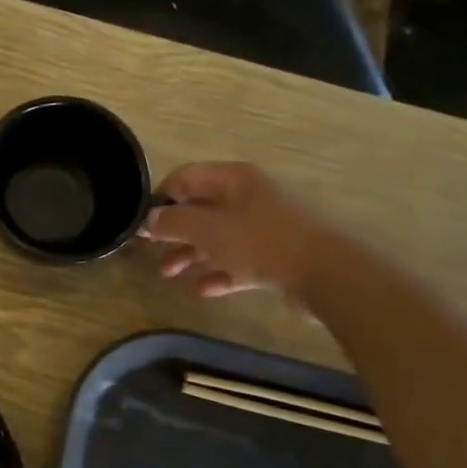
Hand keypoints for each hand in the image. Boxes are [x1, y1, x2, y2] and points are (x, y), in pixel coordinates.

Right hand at [139, 161, 331, 300]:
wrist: (326, 272)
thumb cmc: (260, 241)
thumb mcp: (207, 229)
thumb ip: (172, 222)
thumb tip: (149, 219)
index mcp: (232, 179)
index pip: (184, 178)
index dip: (159, 197)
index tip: (140, 222)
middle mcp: (248, 196)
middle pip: (200, 209)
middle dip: (173, 230)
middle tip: (149, 249)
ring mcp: (264, 226)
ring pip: (217, 237)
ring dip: (190, 254)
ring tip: (167, 274)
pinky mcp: (277, 256)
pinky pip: (238, 261)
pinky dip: (219, 272)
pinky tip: (202, 289)